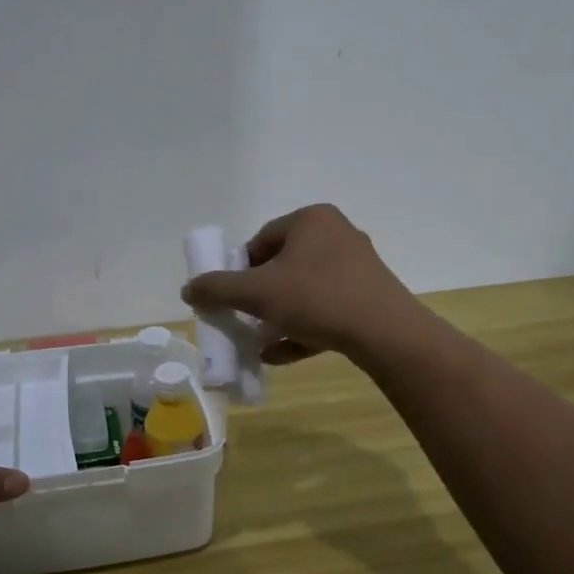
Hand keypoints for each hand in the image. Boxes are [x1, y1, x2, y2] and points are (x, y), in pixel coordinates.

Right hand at [181, 204, 417, 363]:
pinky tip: (282, 354)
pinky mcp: (369, 295)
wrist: (385, 333)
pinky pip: (326, 308)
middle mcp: (337, 234)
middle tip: (245, 319)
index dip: (239, 270)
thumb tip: (188, 289)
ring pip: (304, 290)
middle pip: (283, 266)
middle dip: (259, 296)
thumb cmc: (316, 298)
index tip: (230, 298)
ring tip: (259, 341)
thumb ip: (217, 289)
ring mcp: (357, 266)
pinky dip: (303, 328)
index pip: (261, 240)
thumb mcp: (257, 293)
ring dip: (278, 316)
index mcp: (311, 219)